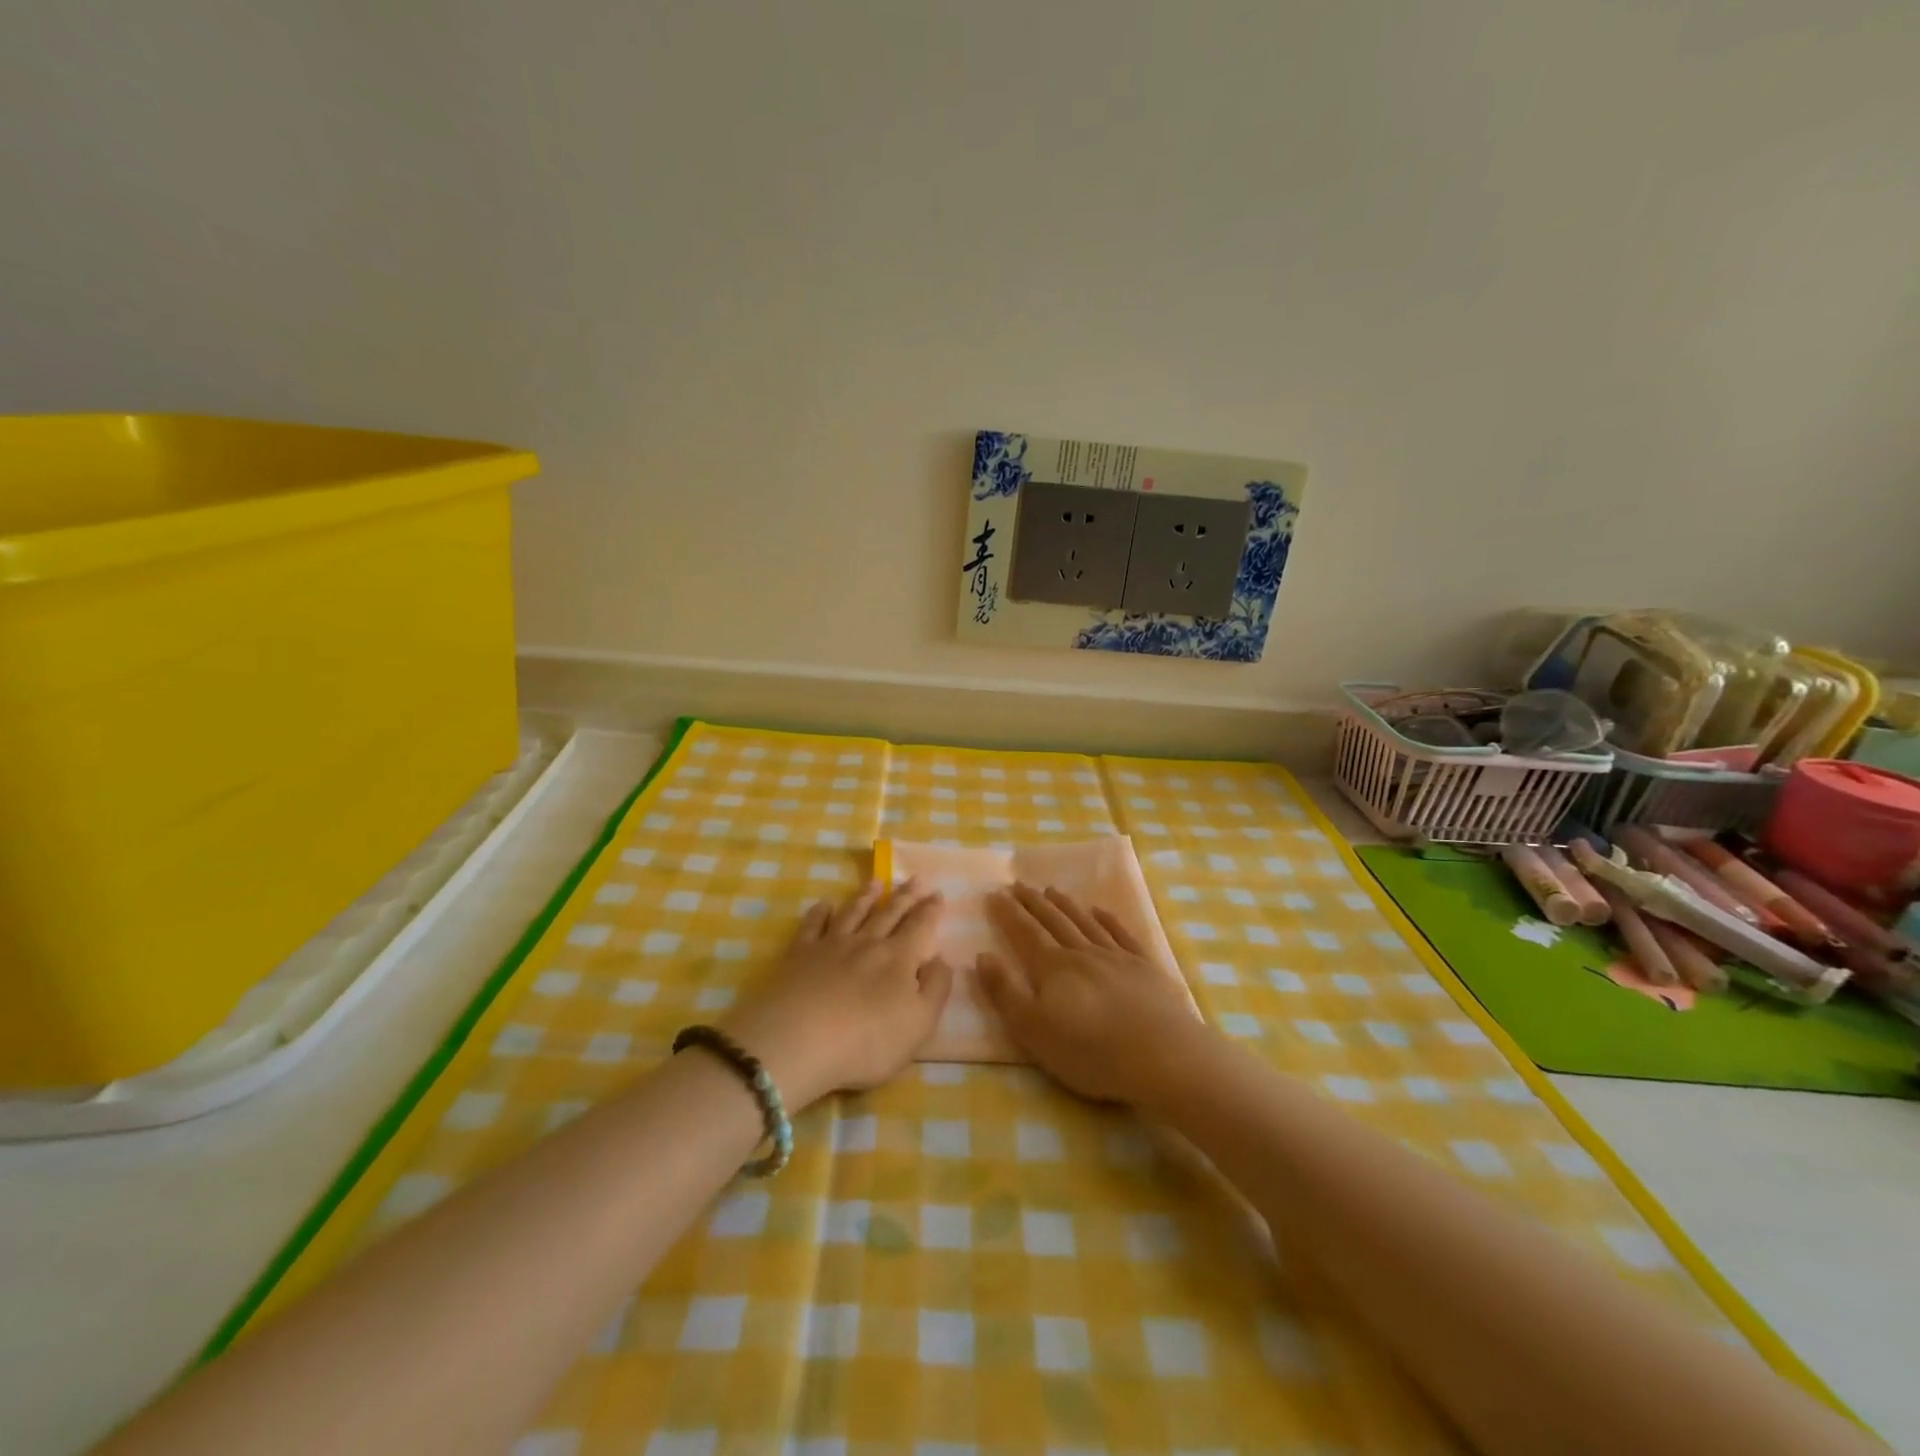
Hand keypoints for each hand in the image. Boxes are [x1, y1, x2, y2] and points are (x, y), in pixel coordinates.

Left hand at [721, 878, 953, 1106]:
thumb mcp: (919, 1024)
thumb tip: (941, 959)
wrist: (797, 1041)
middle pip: (890, 913)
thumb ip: (936, 988)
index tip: (938, 894)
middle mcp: (868, 943)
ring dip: (867, 896)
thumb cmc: (867, 1042)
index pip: (921, 927)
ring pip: (854, 912)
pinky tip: (825, 904)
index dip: (931, 910)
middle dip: (906, 896)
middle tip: (916, 879)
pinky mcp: (799, 954)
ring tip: (876, 882)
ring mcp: (831, 945)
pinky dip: (820, 912)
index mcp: (900, 958)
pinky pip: (813, 925)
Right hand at [978, 883, 1207, 1105]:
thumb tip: (982, 955)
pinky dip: (1109, 920)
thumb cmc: (1090, 1051)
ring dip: (1066, 906)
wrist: (1162, 1056)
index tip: (995, 893)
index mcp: (1053, 967)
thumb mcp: (1033, 1030)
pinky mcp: (1146, 968)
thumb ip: (1005, 992)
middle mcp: (1082, 953)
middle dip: (1034, 903)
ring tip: (1053, 890)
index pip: (1025, 932)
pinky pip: (1122, 934)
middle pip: (1054, 921)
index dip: (1008, 913)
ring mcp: (1117, 957)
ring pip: (1085, 923)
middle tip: (1019, 884)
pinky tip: (1100, 911)